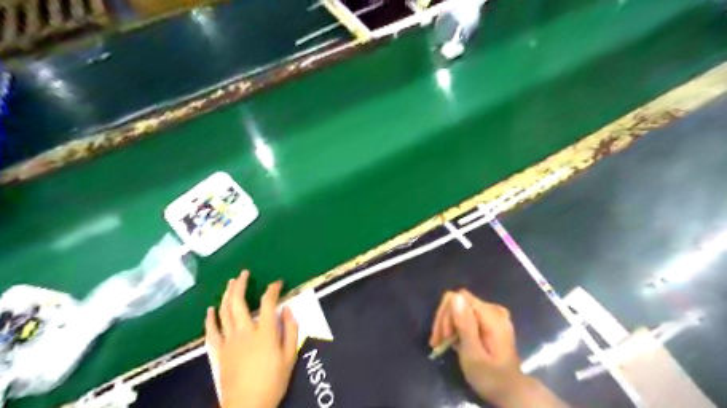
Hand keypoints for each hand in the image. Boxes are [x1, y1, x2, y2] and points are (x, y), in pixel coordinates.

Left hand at [204, 270, 297, 407]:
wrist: (247, 406)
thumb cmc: (272, 381)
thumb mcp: (290, 356)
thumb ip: (291, 330)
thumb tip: (288, 309)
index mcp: (265, 332)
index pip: (269, 302)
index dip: (273, 289)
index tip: (277, 283)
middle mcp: (245, 331)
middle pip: (239, 302)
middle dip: (241, 284)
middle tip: (244, 273)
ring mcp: (229, 341)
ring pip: (225, 312)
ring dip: (227, 295)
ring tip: (230, 282)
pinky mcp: (218, 352)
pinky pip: (211, 331)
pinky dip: (210, 319)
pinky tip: (210, 309)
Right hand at [428, 291, 570, 407]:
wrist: (510, 392)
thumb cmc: (490, 377)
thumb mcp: (473, 354)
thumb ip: (465, 325)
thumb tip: (455, 297)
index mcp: (492, 315)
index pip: (459, 298)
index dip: (446, 314)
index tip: (442, 336)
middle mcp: (493, 309)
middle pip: (459, 301)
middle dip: (445, 320)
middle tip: (438, 343)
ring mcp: (492, 314)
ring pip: (460, 308)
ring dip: (448, 324)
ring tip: (441, 343)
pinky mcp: (489, 320)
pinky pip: (466, 314)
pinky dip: (456, 327)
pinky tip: (451, 341)